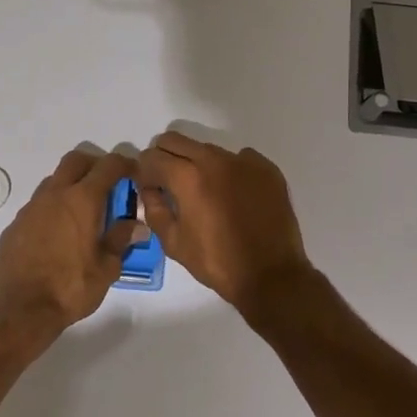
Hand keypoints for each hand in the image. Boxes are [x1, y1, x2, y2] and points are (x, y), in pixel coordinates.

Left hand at [0, 147, 144, 337]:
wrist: (20, 310)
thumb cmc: (70, 288)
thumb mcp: (106, 268)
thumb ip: (121, 240)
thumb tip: (136, 225)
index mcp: (82, 200)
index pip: (108, 166)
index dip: (124, 164)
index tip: (134, 173)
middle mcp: (55, 195)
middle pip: (76, 160)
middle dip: (94, 165)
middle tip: (108, 185)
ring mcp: (31, 207)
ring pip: (54, 181)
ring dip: (71, 186)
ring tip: (83, 213)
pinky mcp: (15, 224)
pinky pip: (38, 205)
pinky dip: (53, 209)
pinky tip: (58, 234)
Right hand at [136, 133, 312, 316]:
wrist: (272, 275)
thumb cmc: (218, 262)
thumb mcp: (174, 243)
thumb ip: (155, 210)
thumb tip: (149, 190)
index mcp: (187, 177)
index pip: (152, 157)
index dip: (144, 171)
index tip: (148, 186)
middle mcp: (214, 160)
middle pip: (176, 140)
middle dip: (166, 157)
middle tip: (169, 182)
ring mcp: (243, 161)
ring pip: (208, 149)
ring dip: (198, 163)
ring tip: (205, 192)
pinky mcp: (266, 168)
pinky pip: (239, 158)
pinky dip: (230, 170)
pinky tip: (235, 195)